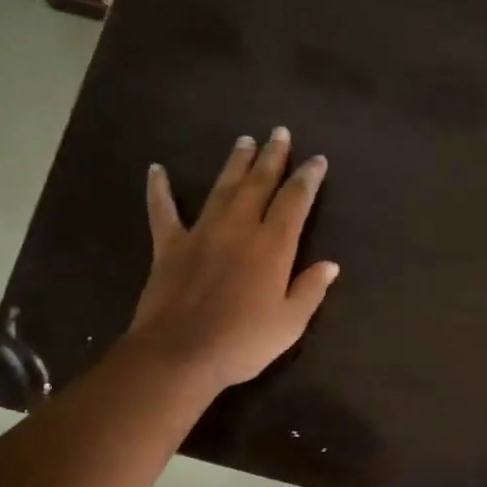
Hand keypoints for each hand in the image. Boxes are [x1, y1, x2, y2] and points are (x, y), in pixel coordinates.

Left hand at [128, 127, 338, 388]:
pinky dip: (159, 190)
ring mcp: (201, 233)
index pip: (294, 201)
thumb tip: (330, 264)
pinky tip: (156, 170)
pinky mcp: (169, 246)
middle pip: (258, 183)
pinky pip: (162, 211)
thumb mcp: (290, 324)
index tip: (316, 160)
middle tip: (279, 132)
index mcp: (272, 246)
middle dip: (272, 157)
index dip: (307, 178)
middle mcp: (238, 228)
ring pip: (221, 188)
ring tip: (244, 141)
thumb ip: (310, 290)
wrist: (180, 354)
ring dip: (234, 163)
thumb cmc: (242, 342)